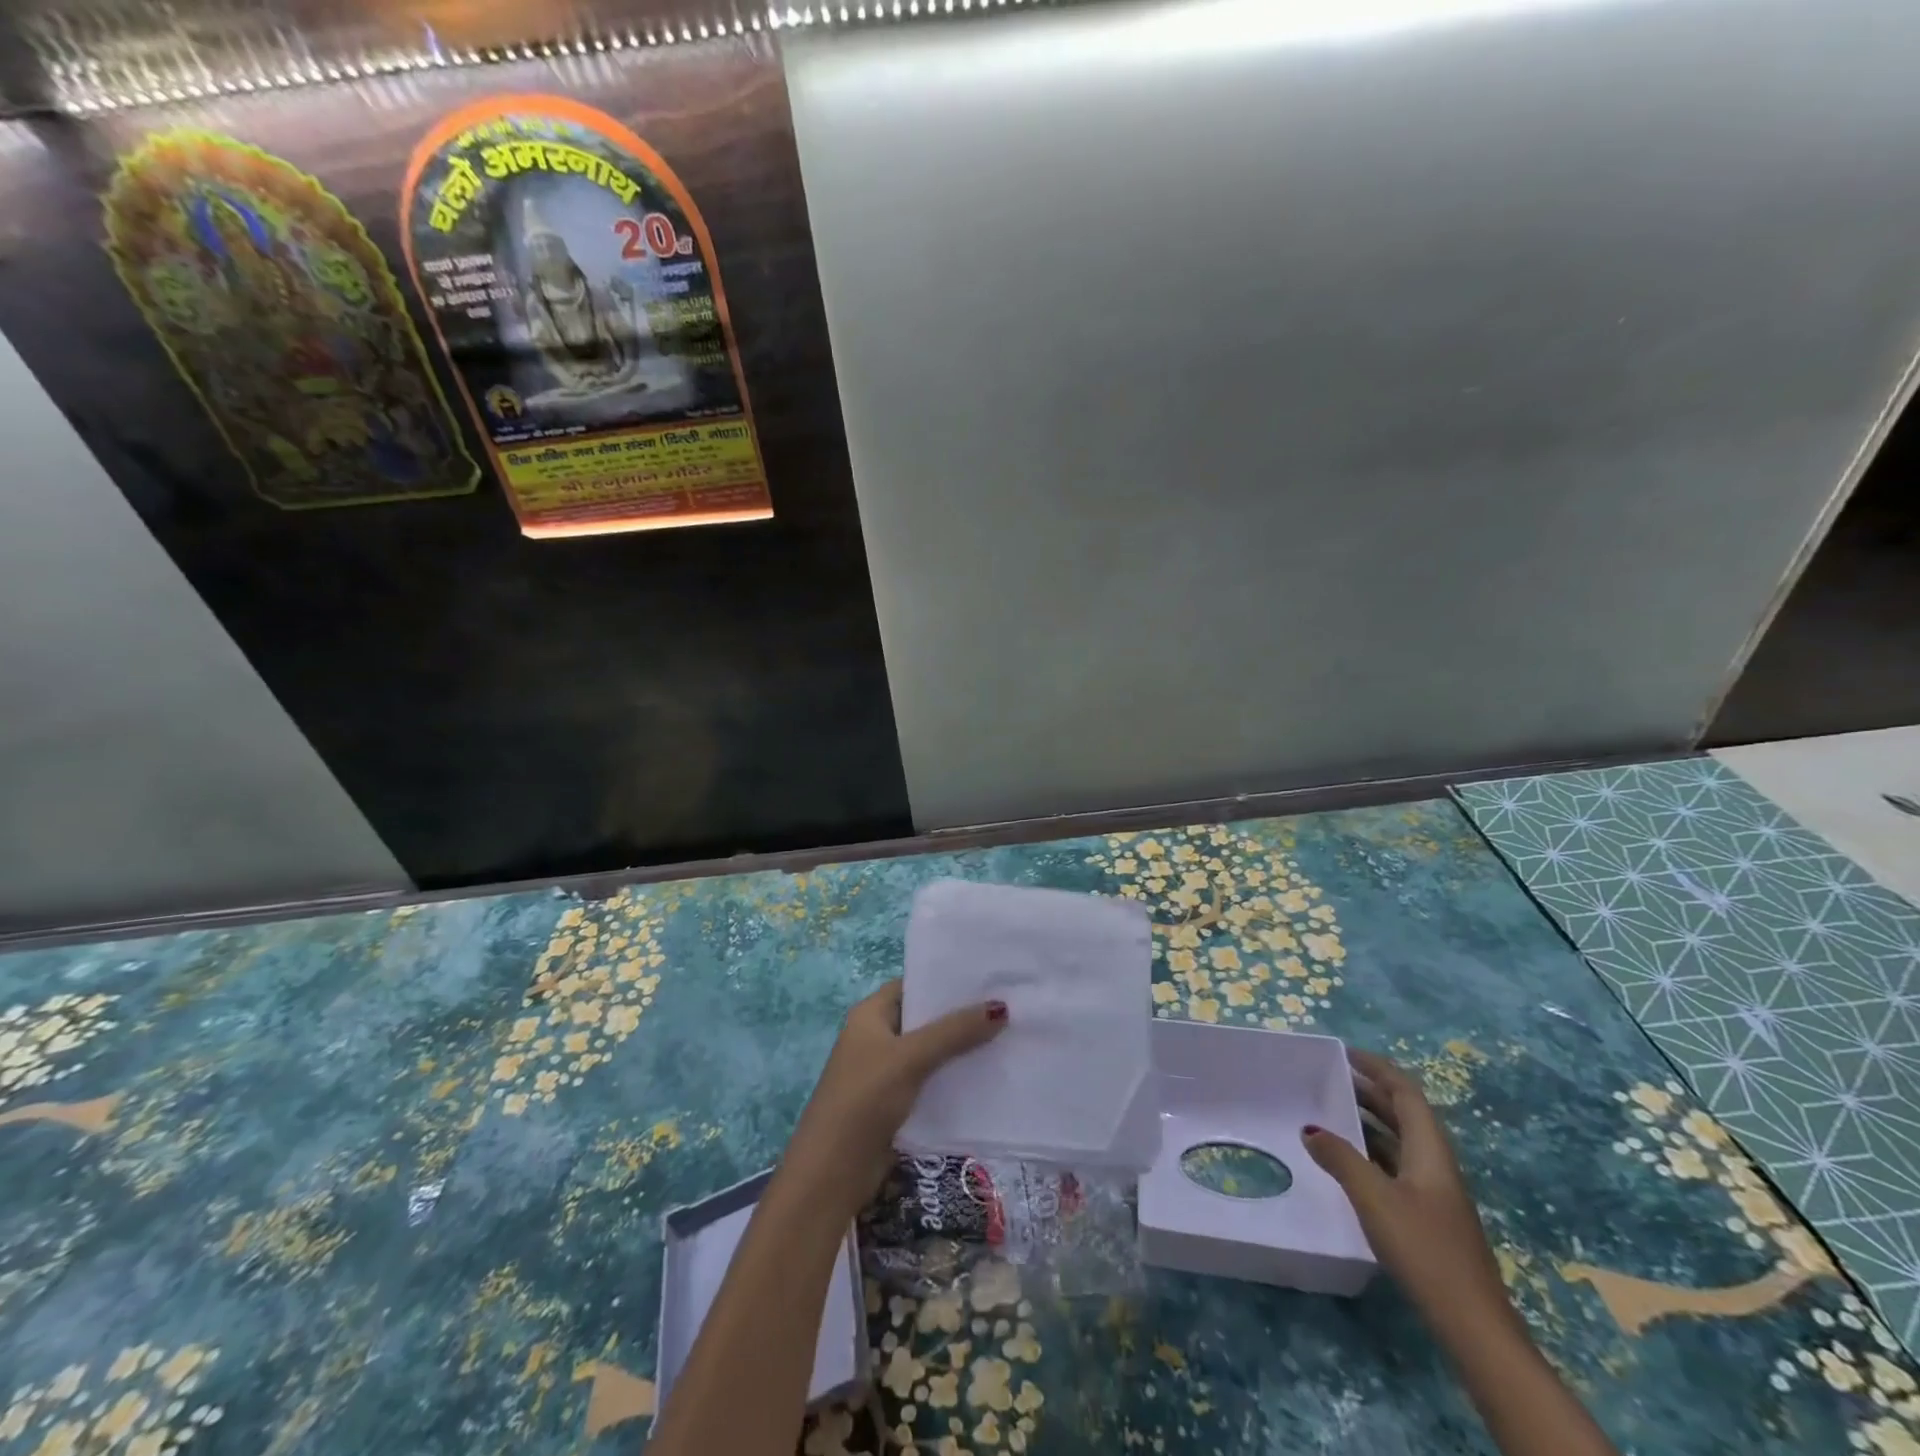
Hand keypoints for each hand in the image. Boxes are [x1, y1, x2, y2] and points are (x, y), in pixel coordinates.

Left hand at [783, 981, 1006, 1218]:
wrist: (832, 1173)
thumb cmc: (864, 1100)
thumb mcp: (910, 1058)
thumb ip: (954, 1032)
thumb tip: (1001, 1006)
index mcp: (869, 1015)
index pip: (912, 985)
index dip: (945, 981)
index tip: (986, 979)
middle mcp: (877, 1038)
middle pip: (924, 1019)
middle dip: (960, 1016)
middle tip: (1008, 1007)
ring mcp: (886, 1073)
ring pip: (931, 1052)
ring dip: (961, 1049)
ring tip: (1007, 1037)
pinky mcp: (896, 1104)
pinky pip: (931, 1082)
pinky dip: (954, 1079)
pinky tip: (988, 1076)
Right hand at [1302, 1049, 1510, 1329]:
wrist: (1473, 1325)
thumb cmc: (1425, 1250)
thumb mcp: (1375, 1199)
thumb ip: (1340, 1159)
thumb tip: (1310, 1128)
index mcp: (1431, 1151)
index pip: (1406, 1094)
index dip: (1378, 1069)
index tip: (1345, 1053)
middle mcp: (1436, 1165)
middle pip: (1405, 1115)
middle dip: (1371, 1091)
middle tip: (1330, 1078)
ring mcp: (1436, 1193)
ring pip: (1401, 1142)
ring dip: (1370, 1122)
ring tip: (1331, 1112)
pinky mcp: (1429, 1217)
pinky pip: (1397, 1166)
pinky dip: (1372, 1152)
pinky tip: (1348, 1163)